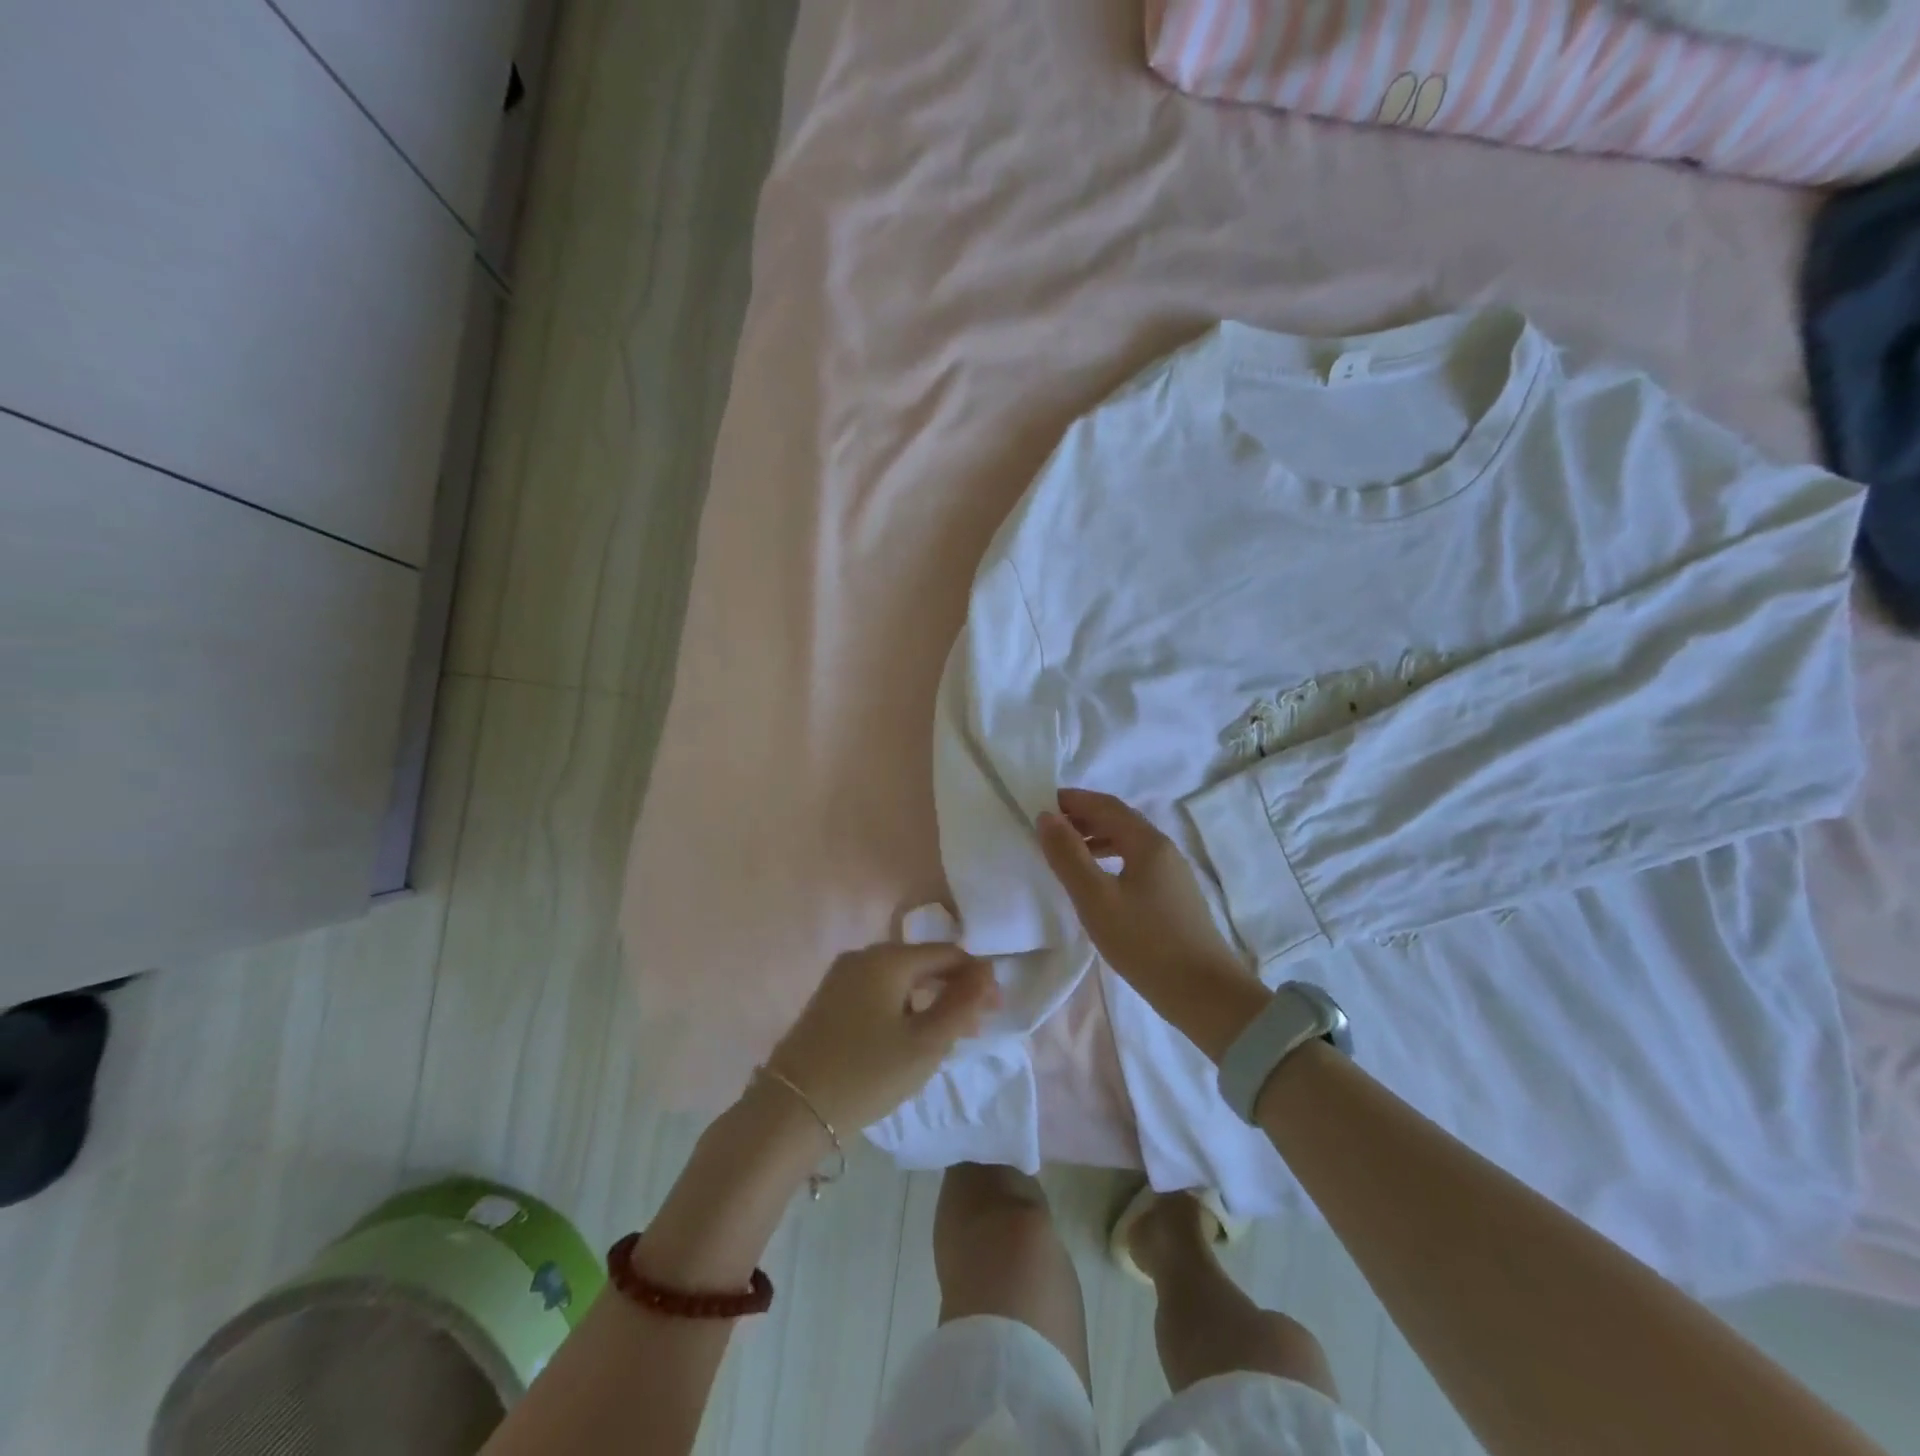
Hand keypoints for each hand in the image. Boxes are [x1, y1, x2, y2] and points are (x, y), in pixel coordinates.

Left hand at [767, 942, 997, 1129]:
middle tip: (978, 1026)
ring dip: (930, 1001)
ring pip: (900, 980)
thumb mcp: (925, 1044)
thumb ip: (961, 1005)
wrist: (790, 1111)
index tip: (998, 1011)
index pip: (947, 954)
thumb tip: (987, 972)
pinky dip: (903, 1008)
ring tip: (949, 1036)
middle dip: (954, 990)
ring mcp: (841, 978)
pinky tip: (911, 1036)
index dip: (977, 978)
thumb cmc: (865, 1074)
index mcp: (888, 959)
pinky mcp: (829, 1001)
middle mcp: (863, 956)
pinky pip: (879, 993)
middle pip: (923, 963)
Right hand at [1037, 789, 1267, 1059]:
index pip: (1105, 805)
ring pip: (1128, 842)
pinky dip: (1110, 859)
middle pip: (1119, 820)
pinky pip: (1136, 863)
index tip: (1040, 804)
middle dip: (1082, 818)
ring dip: (1095, 839)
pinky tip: (1097, 883)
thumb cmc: (1145, 943)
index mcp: (1147, 842)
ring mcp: (1173, 874)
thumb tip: (1046, 816)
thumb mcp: (1096, 899)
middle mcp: (1164, 849)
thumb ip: (1068, 855)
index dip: (1073, 800)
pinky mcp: (1174, 897)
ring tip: (1066, 853)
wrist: (1205, 994)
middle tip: (1048, 828)